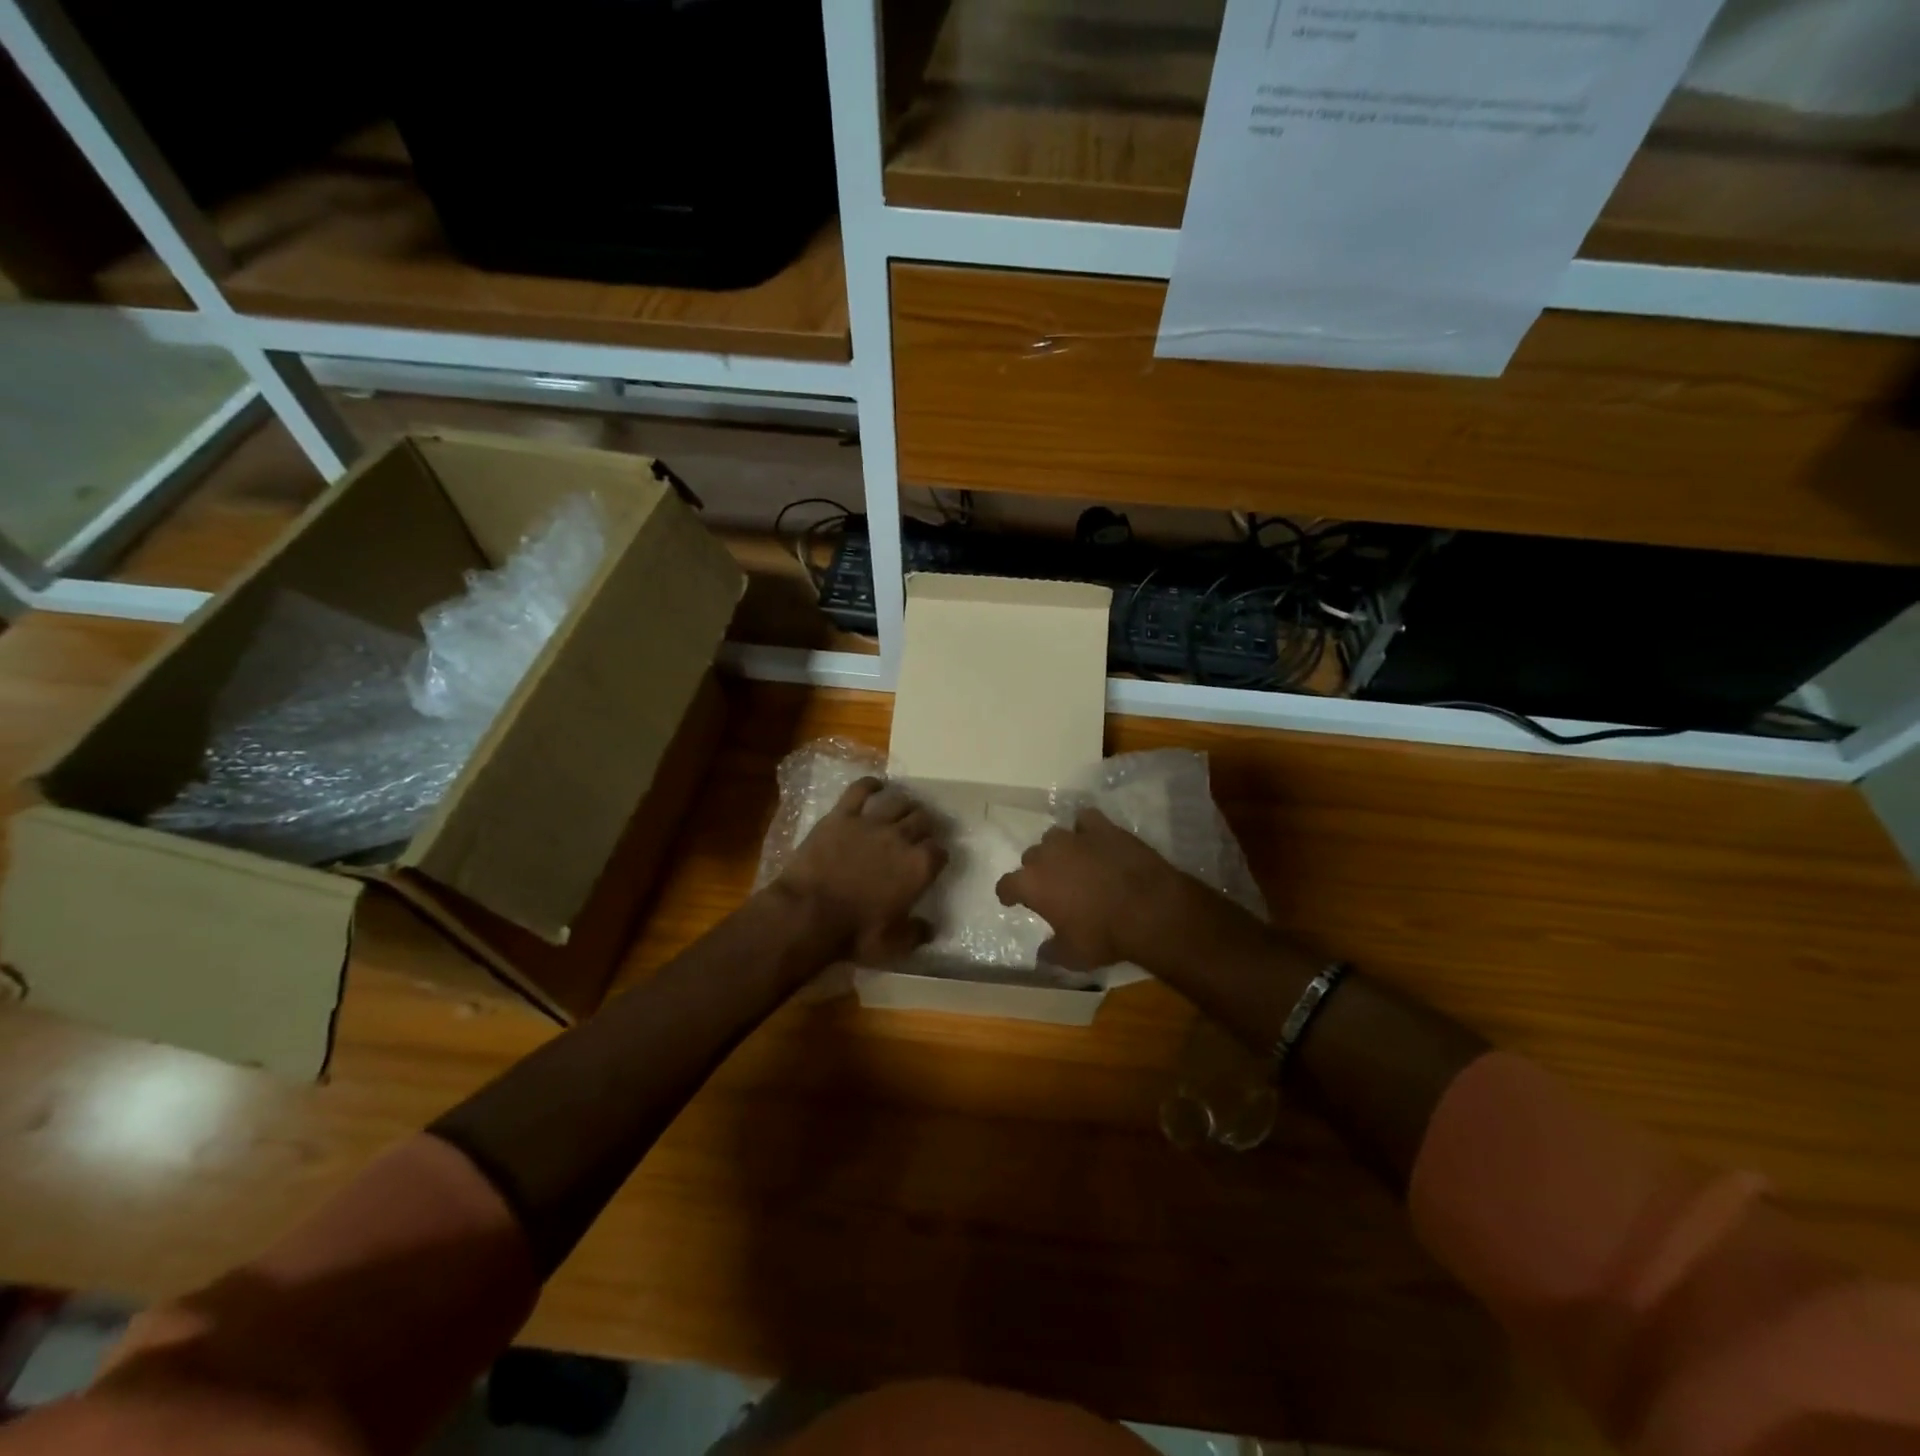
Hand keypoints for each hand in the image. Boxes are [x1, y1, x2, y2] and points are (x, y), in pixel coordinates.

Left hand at [776, 778, 946, 964]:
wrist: (808, 913)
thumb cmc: (854, 933)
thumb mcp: (893, 946)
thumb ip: (916, 934)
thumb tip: (931, 928)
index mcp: (919, 867)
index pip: (940, 851)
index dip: (938, 855)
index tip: (934, 860)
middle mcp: (901, 838)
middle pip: (924, 819)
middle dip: (926, 824)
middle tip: (922, 830)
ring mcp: (871, 823)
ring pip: (898, 801)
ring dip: (906, 803)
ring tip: (905, 807)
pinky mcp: (842, 815)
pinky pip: (860, 790)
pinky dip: (870, 784)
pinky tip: (876, 785)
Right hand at [995, 808, 1202, 971]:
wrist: (1149, 908)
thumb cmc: (1104, 935)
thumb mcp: (1073, 956)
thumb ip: (1052, 951)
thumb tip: (1042, 953)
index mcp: (1031, 884)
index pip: (1006, 885)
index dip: (1009, 894)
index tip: (1013, 900)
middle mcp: (1046, 854)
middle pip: (1031, 857)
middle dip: (1037, 871)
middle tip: (1052, 886)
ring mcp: (1074, 837)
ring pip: (1054, 837)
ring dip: (1059, 850)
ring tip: (1073, 863)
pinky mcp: (1102, 827)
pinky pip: (1085, 820)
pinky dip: (1086, 829)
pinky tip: (1094, 840)